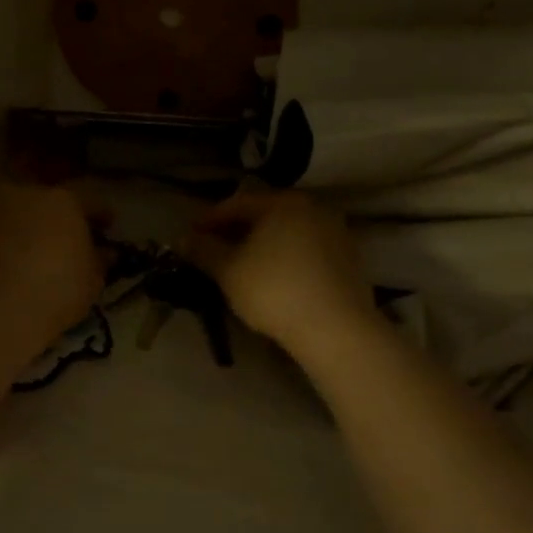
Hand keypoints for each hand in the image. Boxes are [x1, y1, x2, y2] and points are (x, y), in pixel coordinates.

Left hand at [0, 183, 103, 358]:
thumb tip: (103, 252)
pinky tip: (10, 260)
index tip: (107, 225)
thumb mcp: (92, 280)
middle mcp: (24, 193)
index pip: (88, 197)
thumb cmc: (55, 292)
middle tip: (67, 233)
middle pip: (46, 195)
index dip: (100, 212)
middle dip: (58, 211)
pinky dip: (4, 239)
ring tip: (35, 247)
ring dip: (28, 222)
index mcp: (62, 199)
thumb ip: (98, 260)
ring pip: (16, 209)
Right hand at [187, 190, 373, 353]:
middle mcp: (314, 208)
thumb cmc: (274, 290)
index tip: (190, 236)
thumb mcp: (228, 270)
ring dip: (261, 244)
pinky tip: (272, 278)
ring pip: (286, 232)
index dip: (208, 220)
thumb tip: (183, 239)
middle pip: (264, 215)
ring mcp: (336, 233)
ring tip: (240, 266)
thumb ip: (203, 250)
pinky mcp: (348, 259)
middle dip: (235, 231)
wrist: (336, 329)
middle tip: (212, 250)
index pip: (236, 204)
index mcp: (284, 203)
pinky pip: (306, 250)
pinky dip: (284, 257)